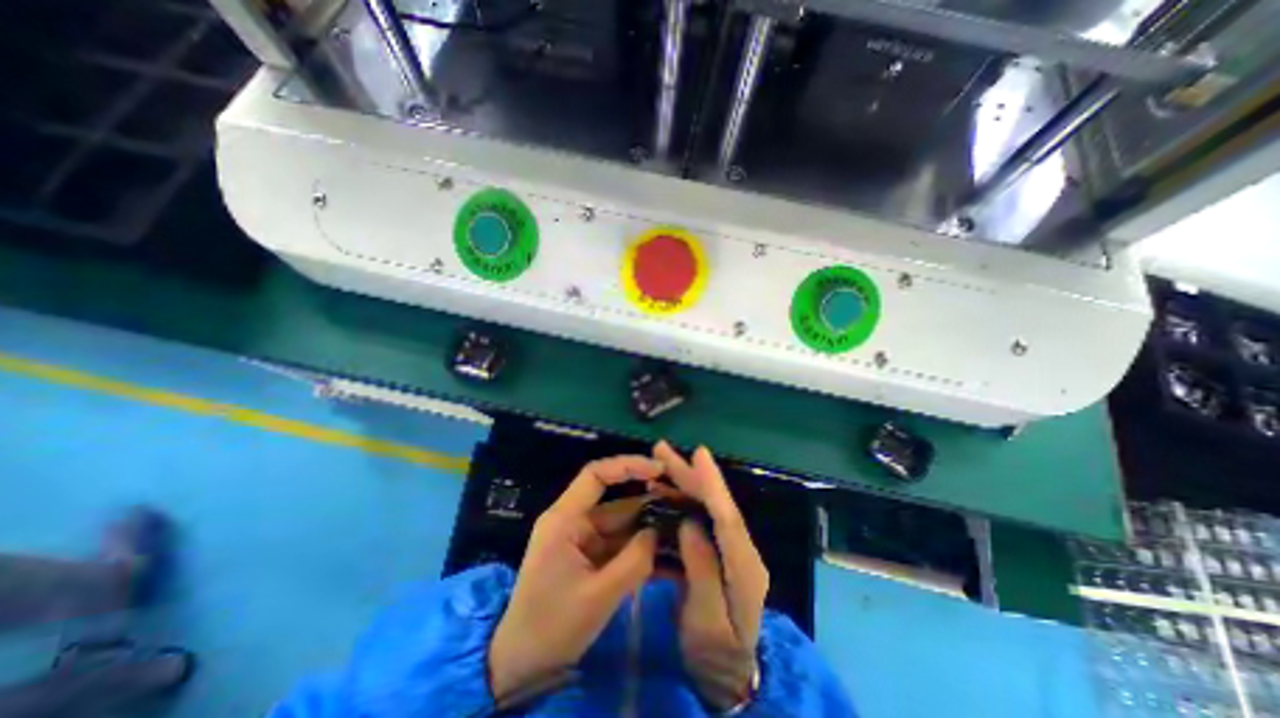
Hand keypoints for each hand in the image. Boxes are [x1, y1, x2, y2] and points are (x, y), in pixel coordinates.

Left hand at [491, 457, 665, 702]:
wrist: (522, 665)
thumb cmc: (551, 627)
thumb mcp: (598, 596)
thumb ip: (634, 561)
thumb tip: (659, 532)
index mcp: (565, 519)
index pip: (596, 475)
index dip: (628, 465)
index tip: (659, 470)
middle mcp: (575, 521)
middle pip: (617, 502)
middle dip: (651, 504)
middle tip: (685, 507)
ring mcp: (583, 539)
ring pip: (623, 524)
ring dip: (651, 529)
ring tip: (685, 531)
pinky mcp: (591, 557)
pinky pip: (621, 545)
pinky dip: (642, 550)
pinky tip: (670, 557)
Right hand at [654, 441, 763, 710]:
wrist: (726, 678)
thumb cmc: (716, 655)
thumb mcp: (707, 623)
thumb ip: (702, 570)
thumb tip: (689, 523)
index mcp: (744, 568)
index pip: (728, 518)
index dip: (713, 484)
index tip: (698, 454)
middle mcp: (740, 550)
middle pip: (716, 505)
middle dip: (691, 475)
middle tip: (663, 450)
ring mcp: (729, 550)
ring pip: (706, 508)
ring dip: (682, 485)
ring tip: (657, 467)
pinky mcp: (717, 552)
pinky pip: (698, 520)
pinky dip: (679, 504)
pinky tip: (662, 495)